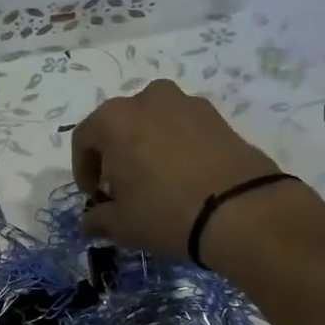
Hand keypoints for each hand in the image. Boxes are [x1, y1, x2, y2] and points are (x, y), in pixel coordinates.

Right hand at [70, 80, 284, 256]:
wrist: (241, 209)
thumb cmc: (165, 212)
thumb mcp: (122, 225)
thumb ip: (98, 219)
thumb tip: (90, 221)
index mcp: (114, 119)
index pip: (84, 139)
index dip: (83, 170)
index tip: (94, 195)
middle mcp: (147, 99)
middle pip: (119, 125)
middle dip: (115, 154)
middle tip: (122, 186)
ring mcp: (186, 103)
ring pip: (153, 123)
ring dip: (146, 146)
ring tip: (156, 179)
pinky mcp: (217, 115)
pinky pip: (183, 128)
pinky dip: (176, 146)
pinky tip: (183, 176)